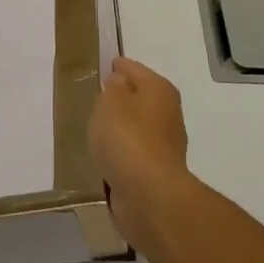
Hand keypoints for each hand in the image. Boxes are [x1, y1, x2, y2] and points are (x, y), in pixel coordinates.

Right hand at [89, 57, 191, 246]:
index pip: (134, 69)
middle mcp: (168, 114)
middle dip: (120, 97)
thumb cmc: (128, 138)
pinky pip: (133, 153)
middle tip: (96, 97)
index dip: (118, 65)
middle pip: (139, 98)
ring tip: (96, 127)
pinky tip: (105, 155)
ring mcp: (164, 145)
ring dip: (121, 127)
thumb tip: (120, 84)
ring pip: (136, 127)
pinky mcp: (156, 172)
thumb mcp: (110, 102)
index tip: (104, 65)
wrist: (149, 196)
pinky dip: (121, 151)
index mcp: (159, 90)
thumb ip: (112, 88)